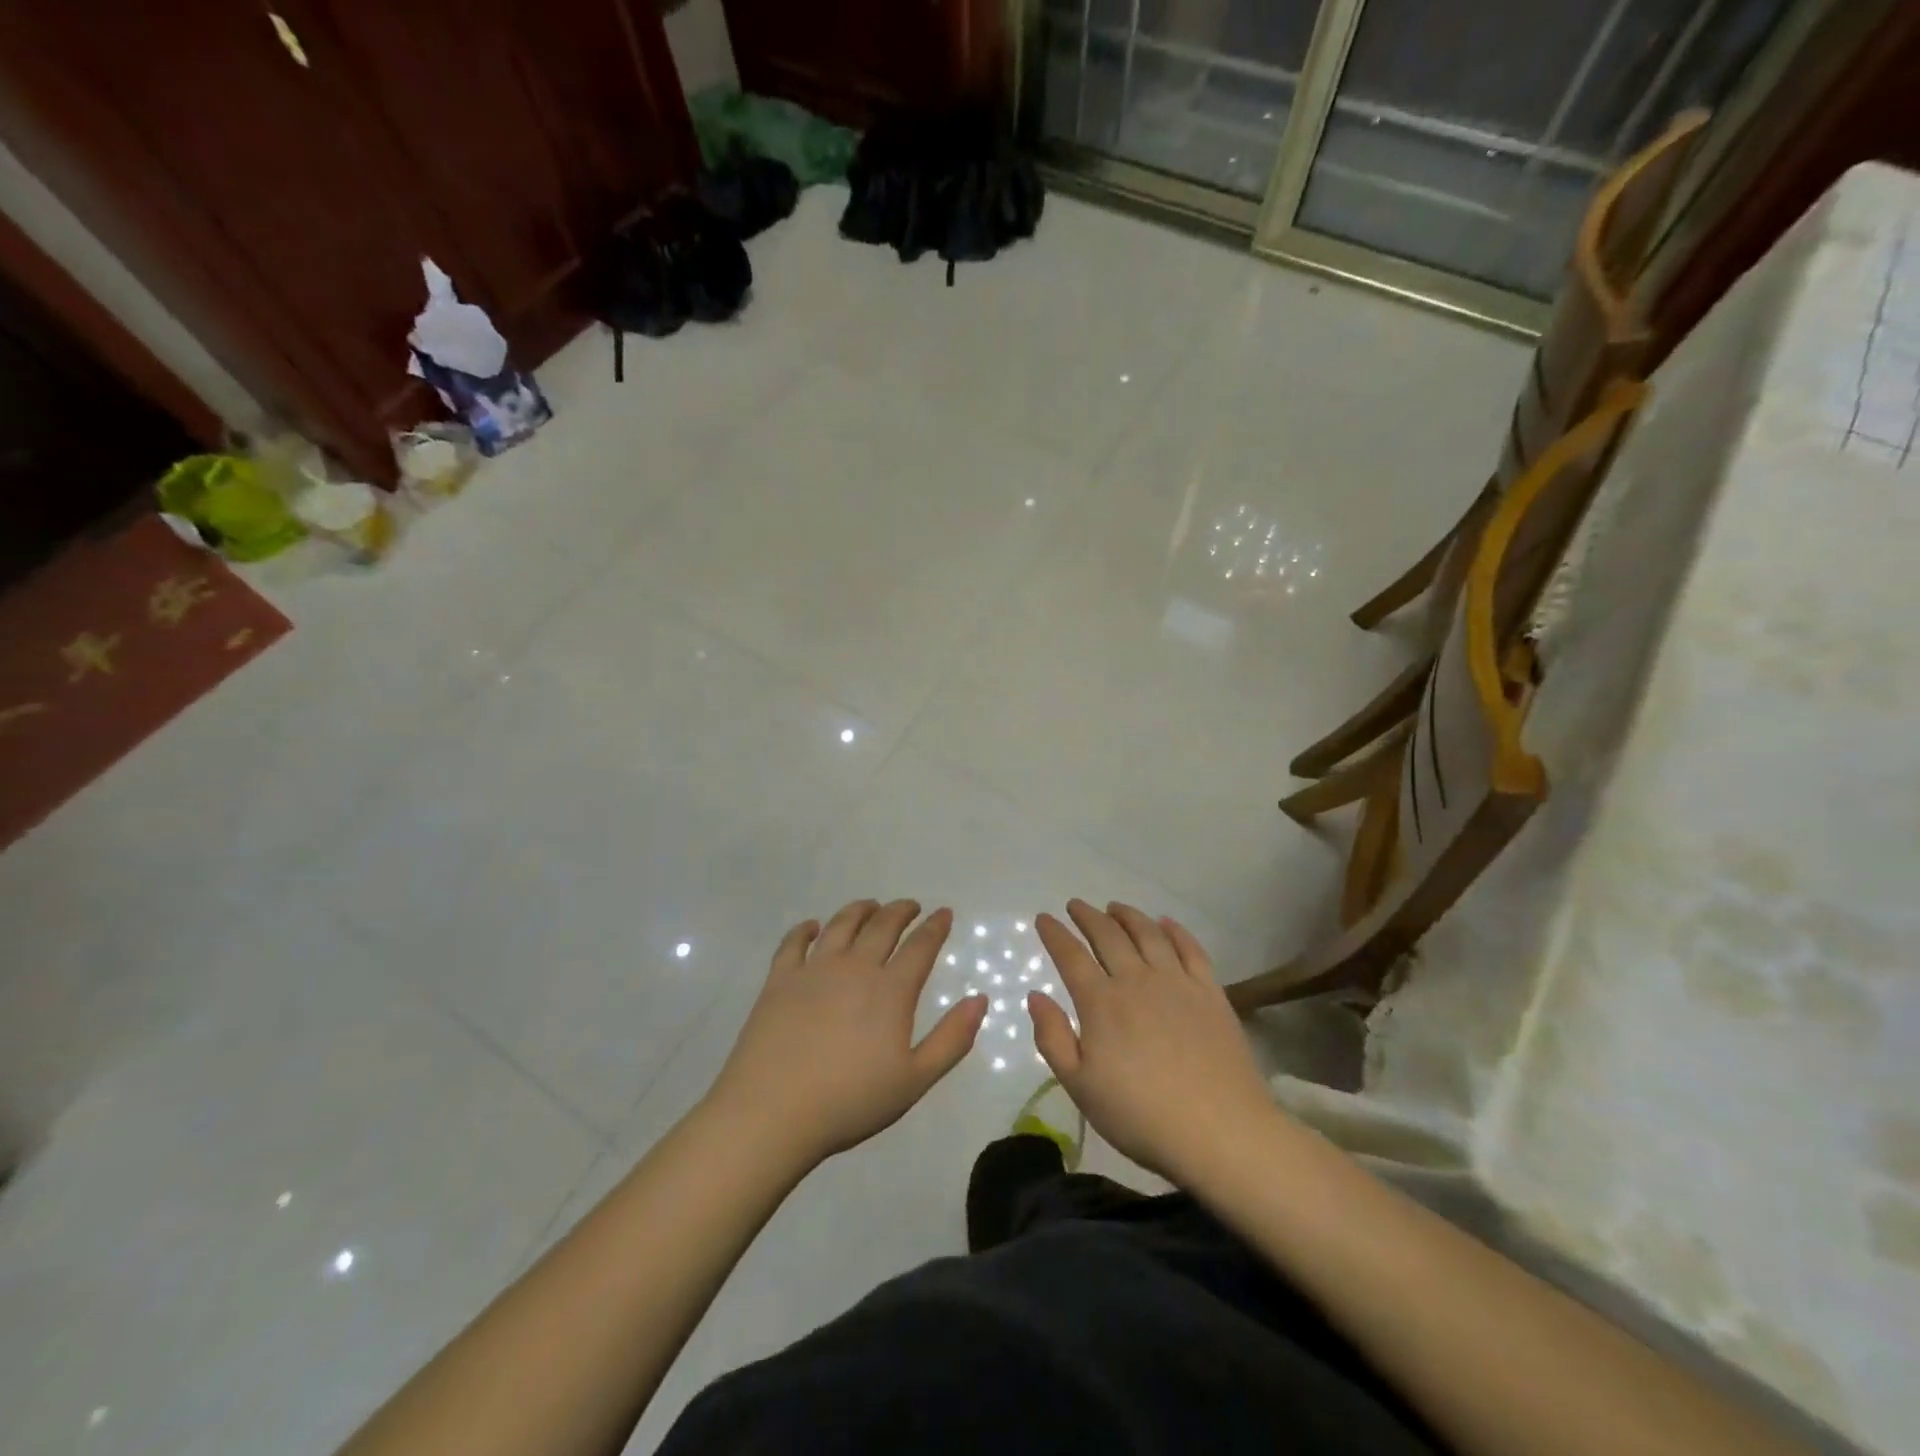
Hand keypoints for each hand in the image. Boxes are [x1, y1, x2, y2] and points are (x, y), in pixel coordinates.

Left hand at [706, 900, 987, 1165]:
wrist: (772, 1113)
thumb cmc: (850, 1101)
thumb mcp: (914, 1080)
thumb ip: (952, 1039)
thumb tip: (980, 999)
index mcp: (891, 990)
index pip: (920, 946)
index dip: (935, 926)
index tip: (944, 913)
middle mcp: (855, 967)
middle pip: (882, 926)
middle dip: (901, 911)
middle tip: (911, 906)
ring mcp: (814, 969)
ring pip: (841, 925)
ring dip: (860, 910)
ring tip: (870, 906)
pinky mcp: (779, 980)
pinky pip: (793, 942)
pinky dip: (806, 929)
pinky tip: (812, 926)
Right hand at [1028, 900, 1277, 1187]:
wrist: (1220, 1131)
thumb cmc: (1141, 1116)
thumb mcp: (1080, 1087)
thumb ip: (1053, 1038)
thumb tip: (1035, 995)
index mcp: (1101, 1002)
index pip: (1071, 956)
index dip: (1055, 934)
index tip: (1043, 918)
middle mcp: (1137, 980)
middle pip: (1108, 935)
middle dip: (1087, 916)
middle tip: (1075, 905)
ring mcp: (1177, 982)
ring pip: (1148, 934)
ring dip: (1128, 916)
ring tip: (1115, 907)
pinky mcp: (1211, 992)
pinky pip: (1190, 949)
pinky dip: (1175, 930)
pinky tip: (1166, 923)